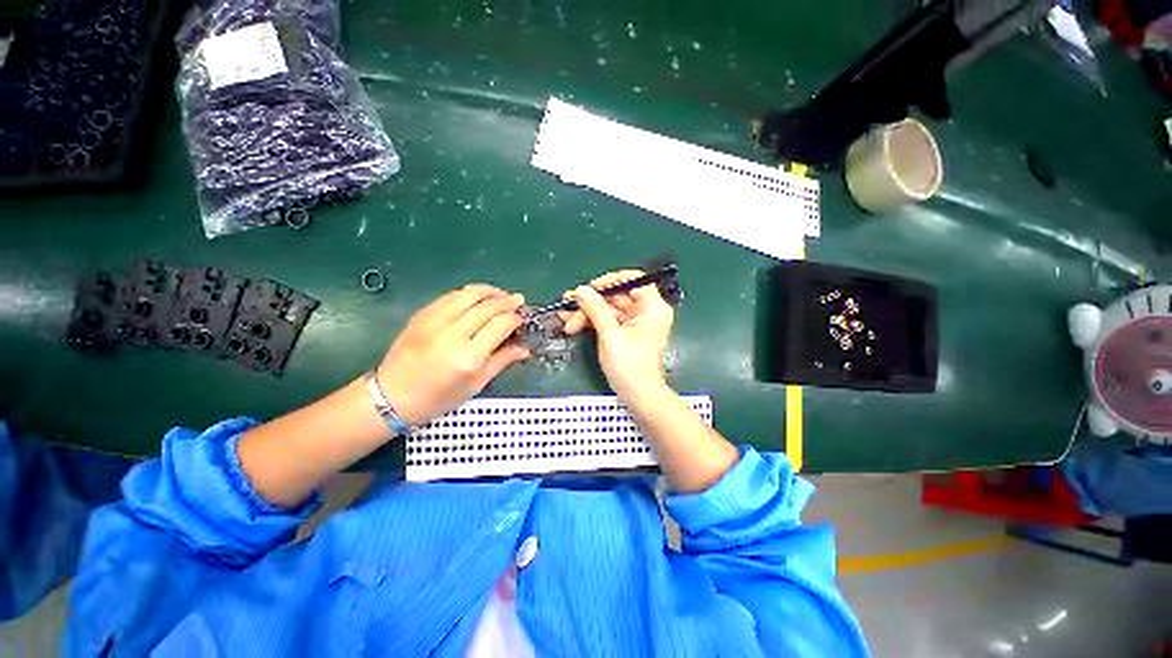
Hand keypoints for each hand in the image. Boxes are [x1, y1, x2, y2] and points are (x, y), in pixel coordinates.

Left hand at [378, 284, 529, 424]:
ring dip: (490, 291)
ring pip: (468, 294)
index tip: (523, 317)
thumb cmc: (438, 398)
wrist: (391, 396)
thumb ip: (502, 361)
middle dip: (507, 301)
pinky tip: (478, 297)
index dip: (515, 318)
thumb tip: (526, 348)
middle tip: (519, 301)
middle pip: (487, 306)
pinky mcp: (421, 314)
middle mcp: (451, 334)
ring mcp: (433, 321)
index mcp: (468, 357)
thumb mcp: (476, 385)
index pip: (500, 325)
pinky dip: (469, 293)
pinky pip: (451, 296)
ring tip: (501, 295)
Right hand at [562, 270, 674, 399]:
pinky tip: (573, 323)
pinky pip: (609, 320)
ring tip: (566, 317)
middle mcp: (647, 311)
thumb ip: (595, 309)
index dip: (611, 281)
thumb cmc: (629, 366)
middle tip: (569, 302)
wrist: (639, 397)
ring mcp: (636, 322)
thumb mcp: (610, 335)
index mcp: (653, 308)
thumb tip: (581, 290)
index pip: (634, 280)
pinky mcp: (627, 332)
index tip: (591, 288)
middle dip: (592, 301)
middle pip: (617, 296)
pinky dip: (592, 321)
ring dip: (587, 312)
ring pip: (609, 308)